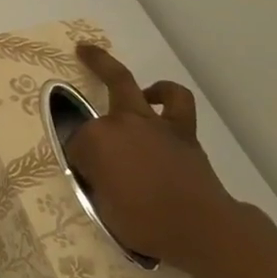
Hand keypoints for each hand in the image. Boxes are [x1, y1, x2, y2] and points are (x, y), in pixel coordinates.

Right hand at [65, 44, 257, 271]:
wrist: (199, 228)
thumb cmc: (144, 222)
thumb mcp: (103, 207)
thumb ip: (97, 181)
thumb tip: (100, 173)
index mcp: (95, 141)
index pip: (77, 142)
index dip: (81, 159)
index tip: (87, 176)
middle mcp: (120, 122)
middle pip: (102, 89)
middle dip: (94, 62)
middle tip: (83, 49)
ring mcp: (151, 122)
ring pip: (134, 85)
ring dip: (128, 76)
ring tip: (121, 80)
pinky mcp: (180, 130)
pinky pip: (176, 102)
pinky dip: (166, 96)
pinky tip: (157, 101)